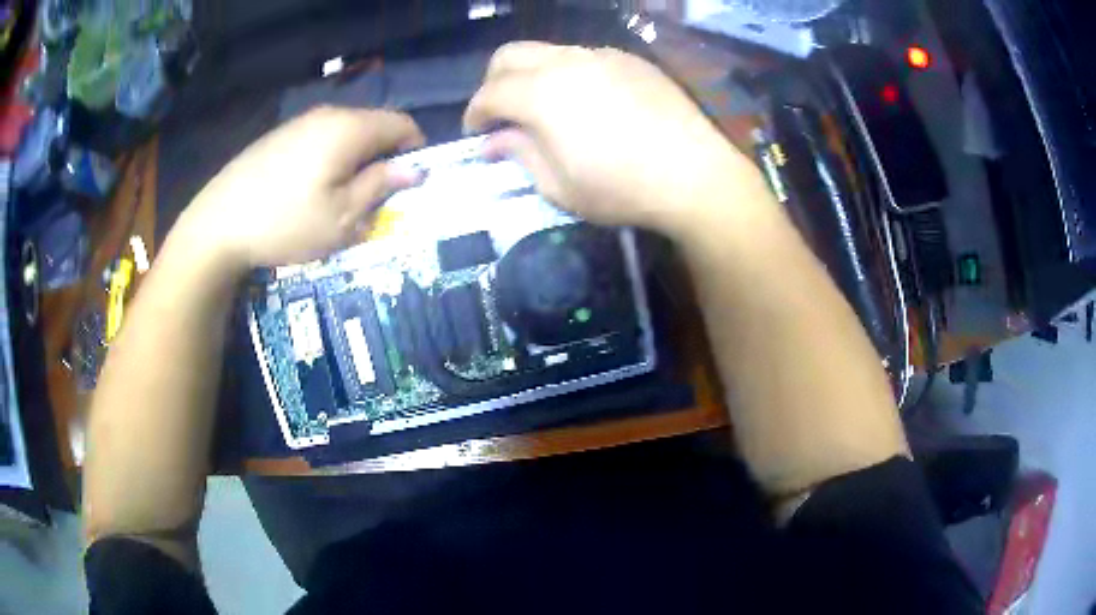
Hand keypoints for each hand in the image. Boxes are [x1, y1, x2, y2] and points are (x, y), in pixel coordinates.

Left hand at [182, 106, 423, 269]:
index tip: (412, 182)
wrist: (217, 224)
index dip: (416, 149)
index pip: (402, 124)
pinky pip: (319, 139)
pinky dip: (330, 159)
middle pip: (373, 126)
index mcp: (350, 128)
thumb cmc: (286, 222)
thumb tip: (414, 169)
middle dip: (384, 157)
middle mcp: (328, 115)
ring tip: (342, 198)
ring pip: (345, 133)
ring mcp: (299, 123)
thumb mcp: (342, 217)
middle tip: (376, 198)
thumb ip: (381, 186)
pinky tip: (310, 190)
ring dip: (356, 160)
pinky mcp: (278, 136)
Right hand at [464, 42, 759, 237]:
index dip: (475, 113)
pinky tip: (588, 100)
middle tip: (502, 112)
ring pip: (549, 51)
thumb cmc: (622, 189)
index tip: (476, 133)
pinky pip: (586, 56)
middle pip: (510, 55)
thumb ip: (519, 154)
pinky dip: (570, 73)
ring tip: (545, 106)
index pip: (490, 93)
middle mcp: (566, 62)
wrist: (695, 175)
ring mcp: (602, 56)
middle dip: (494, 82)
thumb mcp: (559, 186)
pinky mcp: (631, 60)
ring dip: (533, 74)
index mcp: (541, 94)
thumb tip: (493, 141)